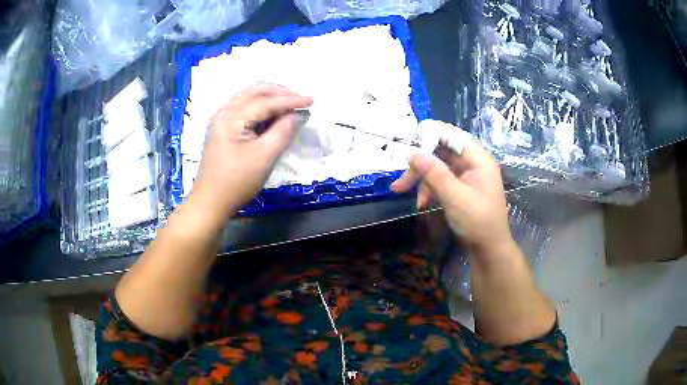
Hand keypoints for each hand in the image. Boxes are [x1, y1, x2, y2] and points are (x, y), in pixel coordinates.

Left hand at [190, 84, 312, 222]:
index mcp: (232, 117)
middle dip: (279, 93)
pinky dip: (262, 109)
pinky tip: (274, 117)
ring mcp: (222, 120)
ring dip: (271, 99)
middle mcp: (225, 112)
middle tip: (300, 101)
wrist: (210, 202)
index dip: (291, 100)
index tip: (312, 100)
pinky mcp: (223, 129)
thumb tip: (298, 115)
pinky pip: (245, 110)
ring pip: (249, 98)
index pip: (265, 102)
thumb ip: (283, 132)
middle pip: (255, 91)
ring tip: (290, 108)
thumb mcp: (264, 157)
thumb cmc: (237, 181)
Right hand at [390, 132, 512, 254]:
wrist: (488, 249)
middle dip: (420, 164)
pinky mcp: (460, 188)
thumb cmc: (477, 222)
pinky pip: (441, 180)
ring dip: (421, 179)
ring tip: (402, 192)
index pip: (453, 136)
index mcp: (479, 160)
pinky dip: (429, 188)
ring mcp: (466, 176)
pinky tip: (421, 203)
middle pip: (442, 152)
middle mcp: (473, 164)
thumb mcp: (455, 197)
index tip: (411, 142)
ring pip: (438, 167)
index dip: (432, 135)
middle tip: (400, 178)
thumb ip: (434, 173)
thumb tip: (412, 153)